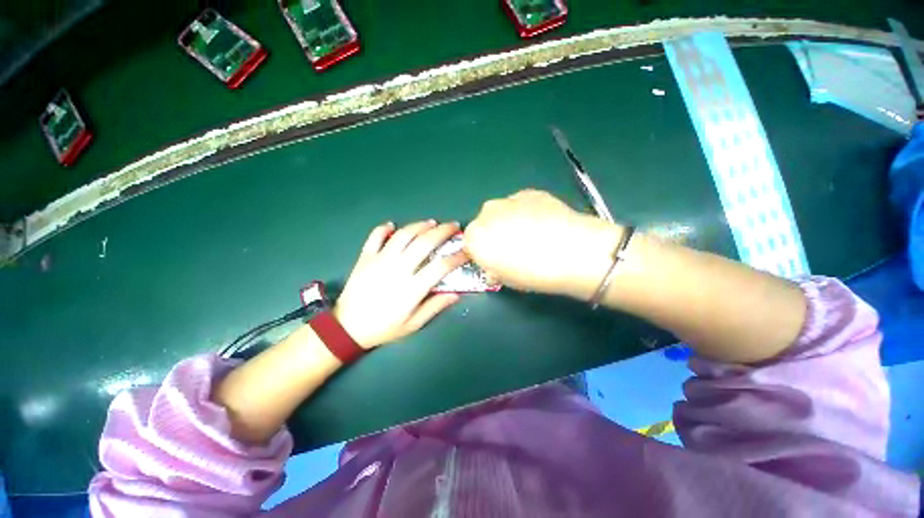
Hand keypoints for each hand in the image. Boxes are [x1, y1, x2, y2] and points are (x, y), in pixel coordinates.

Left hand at [333, 221, 468, 348]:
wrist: (347, 328)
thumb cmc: (384, 327)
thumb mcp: (413, 324)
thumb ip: (435, 307)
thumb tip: (456, 294)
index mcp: (412, 287)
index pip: (441, 266)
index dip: (457, 257)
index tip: (467, 252)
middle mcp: (398, 268)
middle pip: (425, 243)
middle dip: (443, 231)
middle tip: (454, 226)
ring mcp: (380, 260)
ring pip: (403, 235)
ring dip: (420, 225)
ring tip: (431, 222)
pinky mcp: (365, 257)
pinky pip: (375, 236)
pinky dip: (384, 228)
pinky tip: (392, 225)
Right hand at [464, 190, 622, 297]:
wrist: (573, 252)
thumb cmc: (534, 273)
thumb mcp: (506, 280)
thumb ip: (492, 270)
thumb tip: (494, 267)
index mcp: (475, 237)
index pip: (469, 243)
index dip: (482, 253)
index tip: (495, 260)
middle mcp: (486, 213)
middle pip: (483, 224)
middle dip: (493, 234)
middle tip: (514, 247)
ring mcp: (508, 199)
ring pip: (501, 212)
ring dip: (509, 221)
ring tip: (532, 234)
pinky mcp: (530, 192)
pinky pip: (519, 204)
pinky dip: (526, 212)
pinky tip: (543, 223)